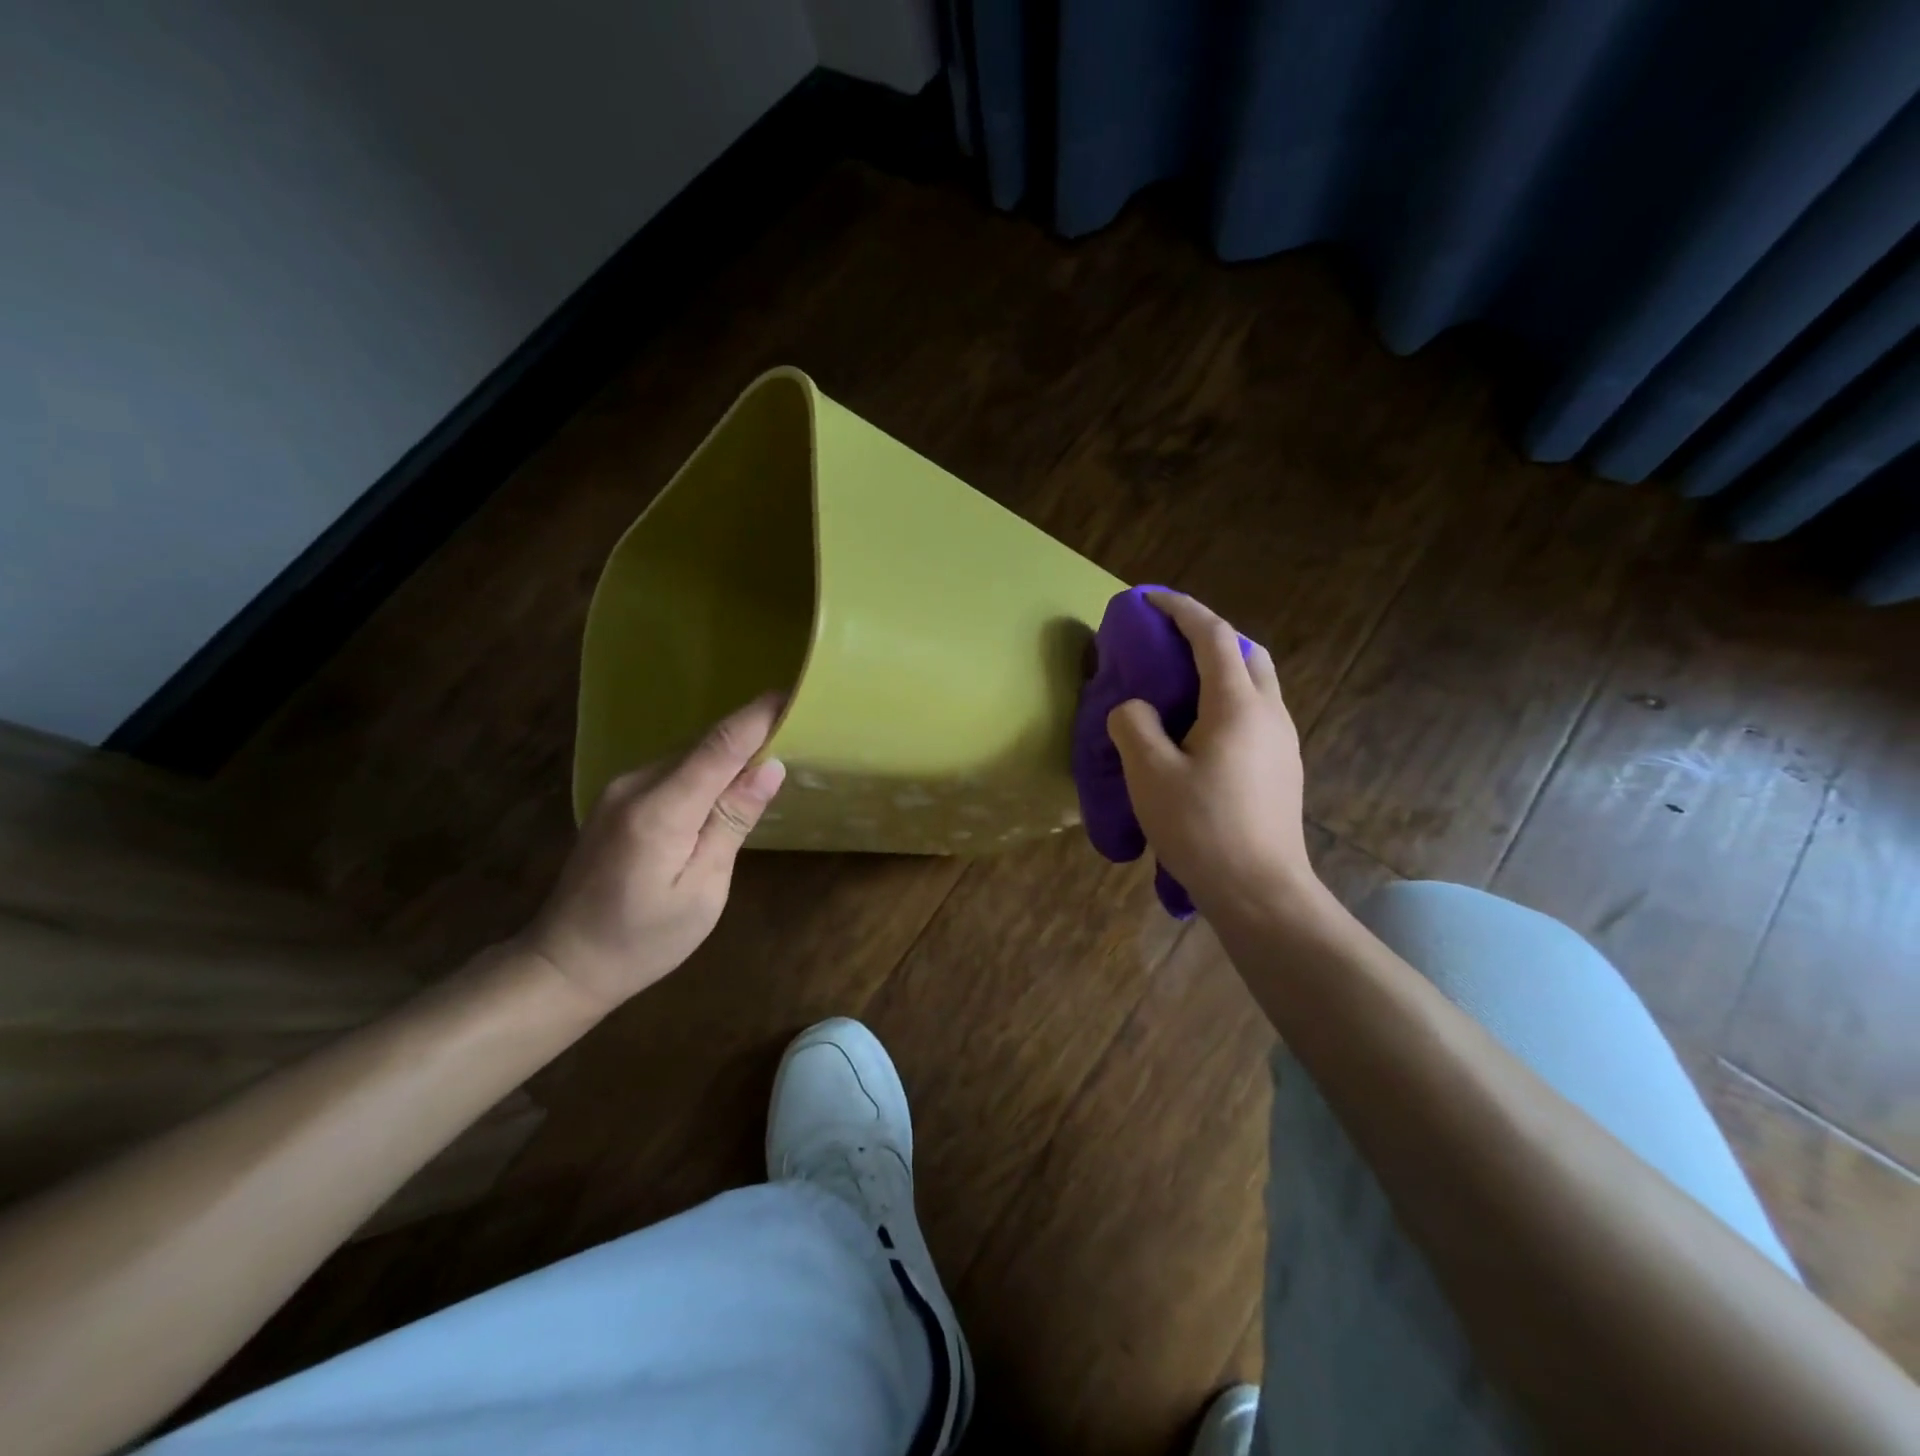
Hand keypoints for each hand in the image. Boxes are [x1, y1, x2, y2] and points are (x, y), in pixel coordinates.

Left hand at [518, 694, 786, 1010]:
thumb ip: (732, 822)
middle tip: (800, 727)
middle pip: (704, 745)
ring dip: (730, 752)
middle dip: (751, 732)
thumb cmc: (644, 940)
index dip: (758, 717)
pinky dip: (707, 769)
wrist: (565, 962)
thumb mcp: (703, 890)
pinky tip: (729, 783)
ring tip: (775, 751)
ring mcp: (621, 790)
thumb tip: (770, 767)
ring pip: (689, 755)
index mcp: (660, 811)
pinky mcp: (617, 799)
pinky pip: (673, 771)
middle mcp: (635, 786)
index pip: (719, 746)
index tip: (795, 693)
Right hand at [1105, 593, 1319, 924]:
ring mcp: (1283, 741)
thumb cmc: (1201, 828)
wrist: (1260, 891)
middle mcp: (1269, 713)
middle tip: (1169, 647)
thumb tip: (1135, 710)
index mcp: (1238, 705)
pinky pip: (1256, 714)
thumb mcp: (1149, 774)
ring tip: (1179, 691)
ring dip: (1221, 670)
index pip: (1213, 636)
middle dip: (1208, 636)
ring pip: (1256, 684)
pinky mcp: (1283, 767)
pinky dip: (1227, 702)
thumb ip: (1134, 725)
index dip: (1180, 610)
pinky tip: (1199, 734)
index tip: (1149, 599)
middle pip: (1246, 652)